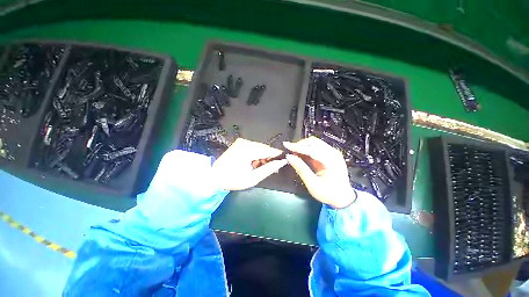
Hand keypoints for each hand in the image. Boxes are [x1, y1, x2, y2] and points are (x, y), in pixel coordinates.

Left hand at [212, 138, 287, 190]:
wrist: (215, 176)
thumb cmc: (233, 179)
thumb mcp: (253, 178)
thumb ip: (268, 169)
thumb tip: (281, 162)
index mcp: (248, 150)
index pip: (268, 150)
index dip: (278, 155)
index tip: (284, 160)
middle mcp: (245, 142)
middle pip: (265, 148)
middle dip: (269, 157)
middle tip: (269, 167)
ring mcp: (242, 141)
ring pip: (260, 147)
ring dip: (262, 156)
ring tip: (258, 166)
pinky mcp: (240, 143)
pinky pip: (254, 147)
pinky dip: (256, 154)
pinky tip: (253, 162)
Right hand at [283, 137, 355, 208]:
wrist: (343, 198)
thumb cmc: (328, 193)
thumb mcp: (312, 184)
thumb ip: (301, 168)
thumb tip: (289, 157)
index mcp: (331, 161)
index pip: (311, 149)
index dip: (297, 146)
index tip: (286, 145)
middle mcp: (333, 153)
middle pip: (313, 142)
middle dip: (299, 144)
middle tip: (289, 150)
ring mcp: (332, 153)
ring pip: (314, 143)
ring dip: (302, 146)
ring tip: (293, 152)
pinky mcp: (330, 154)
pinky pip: (316, 147)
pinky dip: (306, 149)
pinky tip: (300, 153)